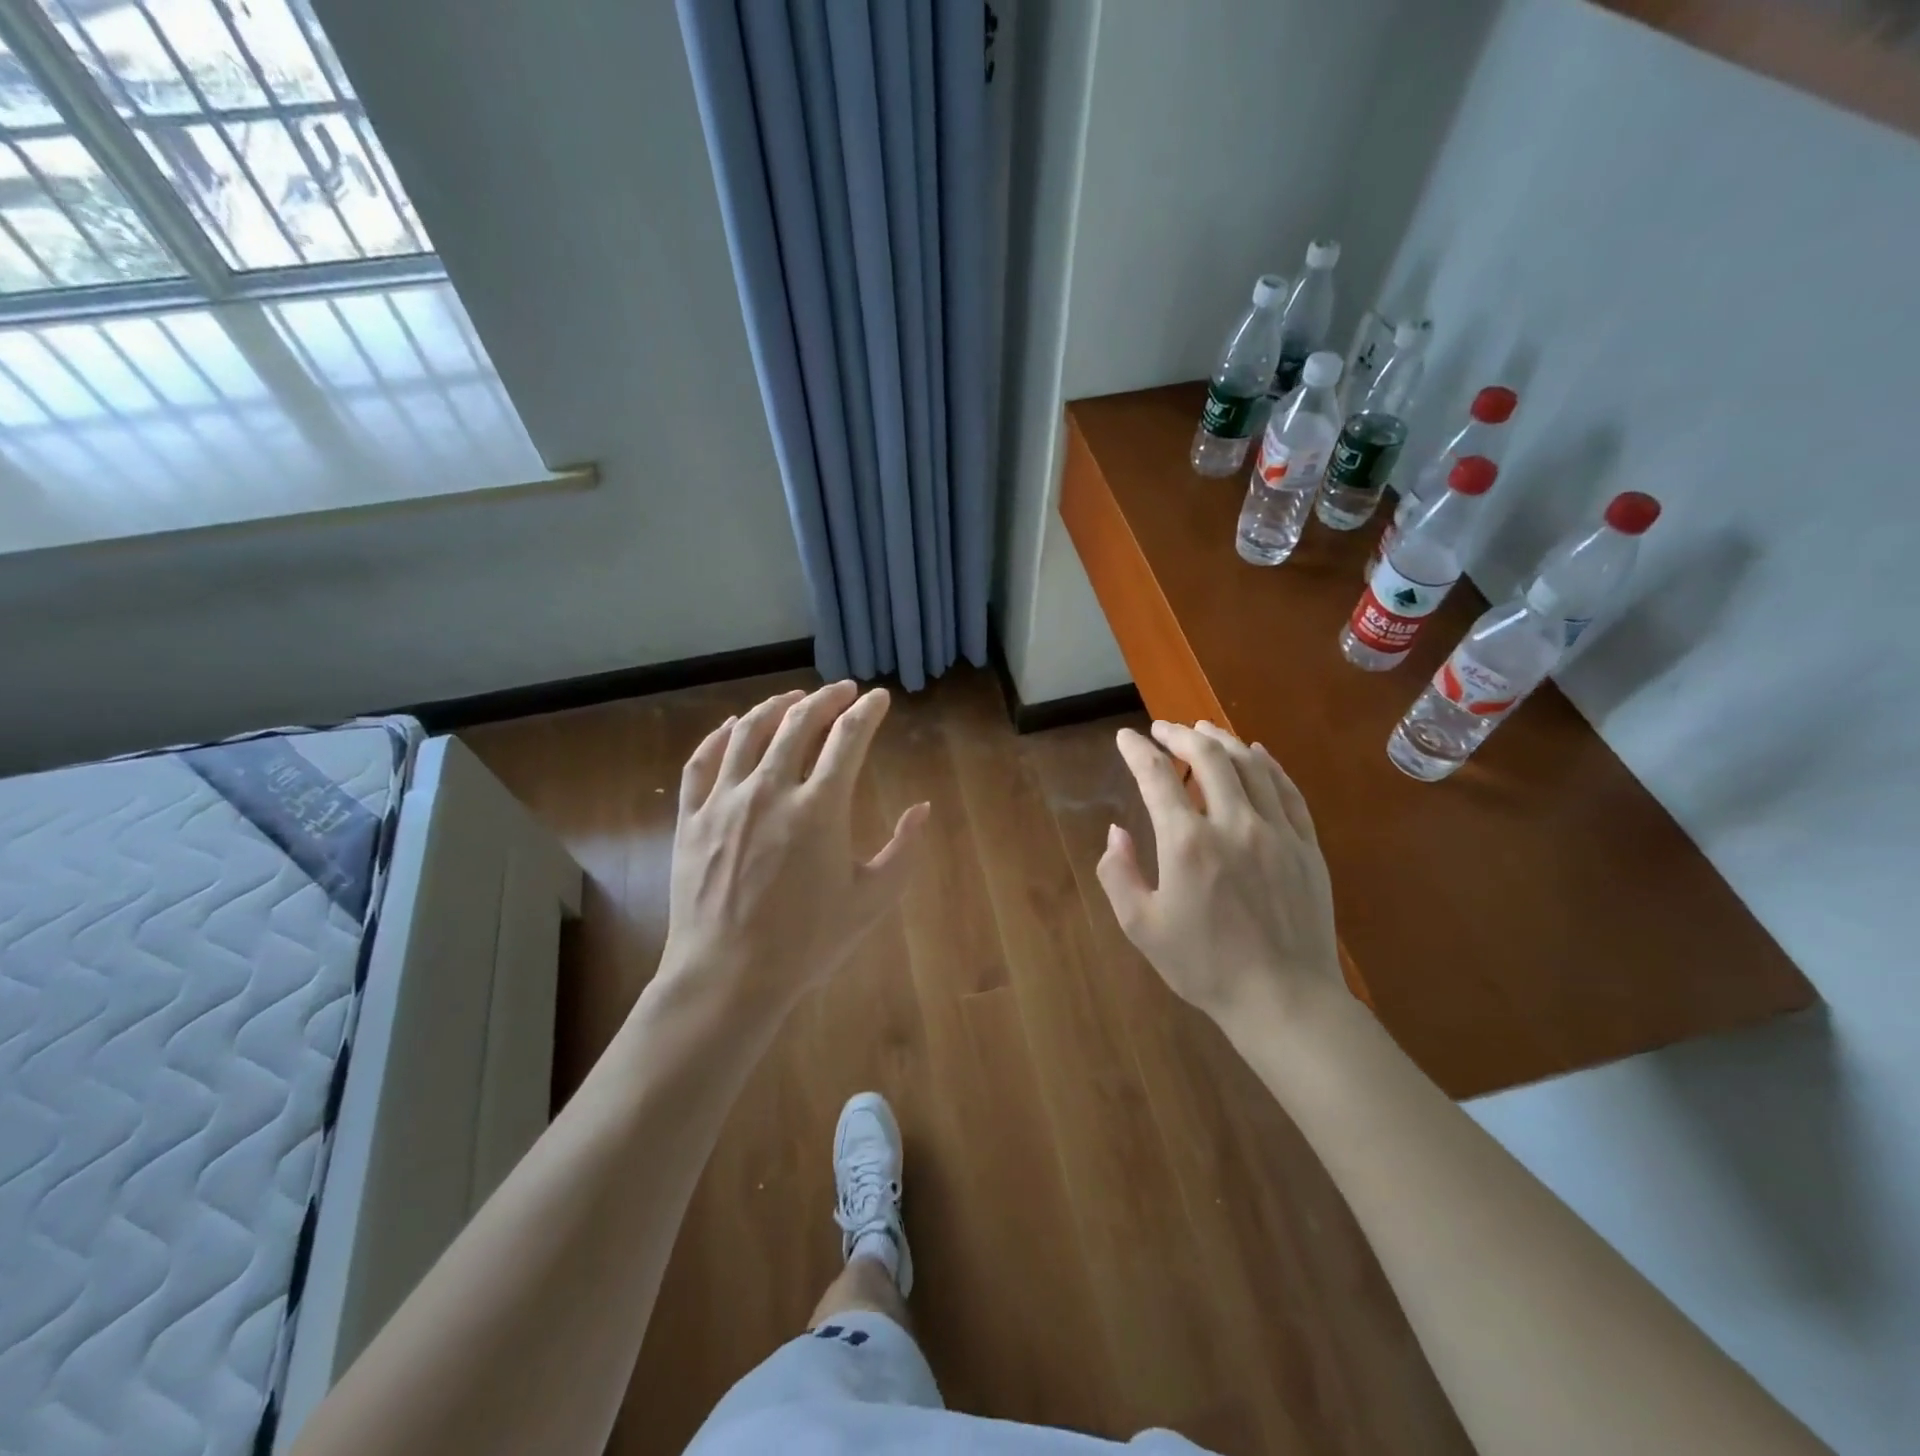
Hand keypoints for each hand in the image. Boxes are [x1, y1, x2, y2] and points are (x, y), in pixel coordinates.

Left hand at [658, 681, 928, 1019]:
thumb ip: (903, 850)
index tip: (879, 698)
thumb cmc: (806, 942)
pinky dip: (719, 735)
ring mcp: (725, 801)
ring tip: (794, 697)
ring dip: (775, 706)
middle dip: (826, 698)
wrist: (728, 977)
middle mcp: (770, 790)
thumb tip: (922, 809)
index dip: (867, 711)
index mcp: (820, 808)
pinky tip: (732, 726)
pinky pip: (701, 762)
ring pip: (748, 731)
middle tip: (843, 691)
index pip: (848, 738)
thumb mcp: (871, 900)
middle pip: (798, 722)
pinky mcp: (692, 818)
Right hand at [1098, 720, 1344, 1027]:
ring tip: (1203, 729)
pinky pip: (1288, 790)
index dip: (1138, 751)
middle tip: (1163, 729)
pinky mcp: (1307, 846)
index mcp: (1188, 844)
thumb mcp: (1142, 927)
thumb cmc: (1205, 966)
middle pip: (1208, 757)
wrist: (1284, 1000)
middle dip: (1180, 734)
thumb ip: (1119, 874)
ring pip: (1250, 766)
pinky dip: (1268, 764)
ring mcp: (1277, 832)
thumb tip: (1117, 832)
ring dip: (1222, 740)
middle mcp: (1234, 824)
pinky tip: (1257, 754)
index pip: (1158, 778)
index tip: (1126, 738)